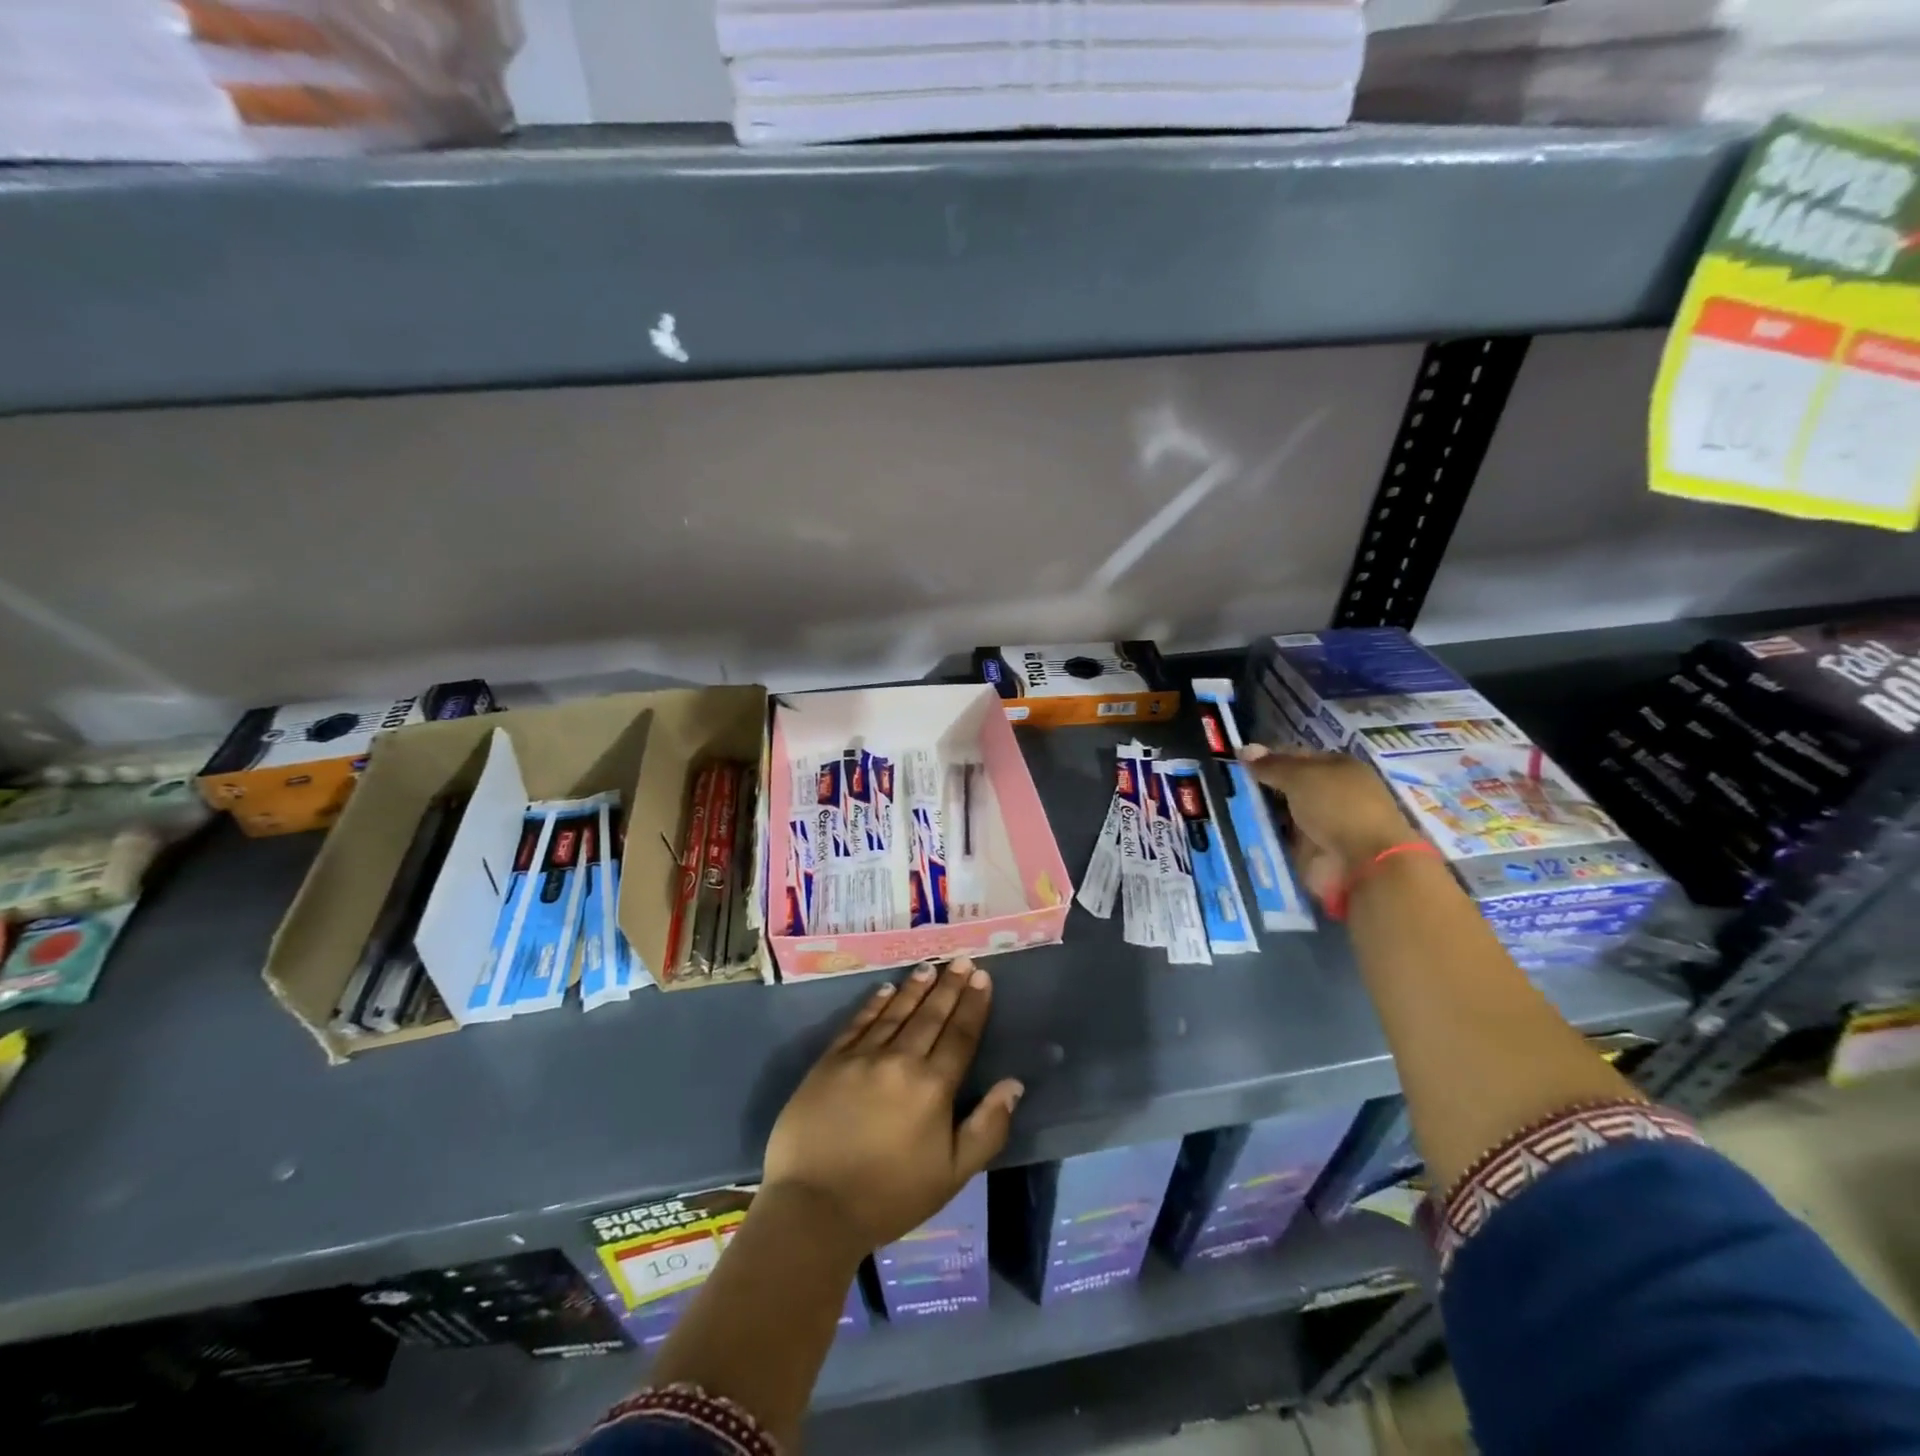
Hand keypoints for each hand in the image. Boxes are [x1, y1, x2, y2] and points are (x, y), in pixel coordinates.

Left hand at [762, 959, 1023, 1253]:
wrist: (813, 1208)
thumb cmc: (889, 1197)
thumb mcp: (952, 1175)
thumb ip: (987, 1128)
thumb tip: (1013, 1084)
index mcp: (932, 1087)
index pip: (960, 1035)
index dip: (973, 1005)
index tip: (982, 978)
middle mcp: (900, 1060)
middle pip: (930, 1016)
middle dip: (949, 987)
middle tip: (961, 961)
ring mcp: (862, 1057)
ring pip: (895, 1013)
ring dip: (915, 988)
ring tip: (930, 968)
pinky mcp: (830, 1061)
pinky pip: (858, 1023)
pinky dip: (874, 1004)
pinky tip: (885, 990)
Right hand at [1239, 744, 1418, 906]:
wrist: (1363, 865)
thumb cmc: (1338, 807)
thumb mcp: (1301, 777)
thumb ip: (1271, 765)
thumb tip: (1243, 749)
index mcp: (1338, 768)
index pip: (1296, 756)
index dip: (1268, 757)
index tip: (1237, 763)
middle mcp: (1330, 794)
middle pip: (1286, 785)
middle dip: (1258, 786)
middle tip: (1225, 784)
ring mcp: (1320, 824)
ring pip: (1279, 812)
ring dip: (1256, 811)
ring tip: (1223, 805)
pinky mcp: (1309, 851)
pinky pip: (1278, 838)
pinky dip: (1260, 835)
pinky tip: (1236, 828)